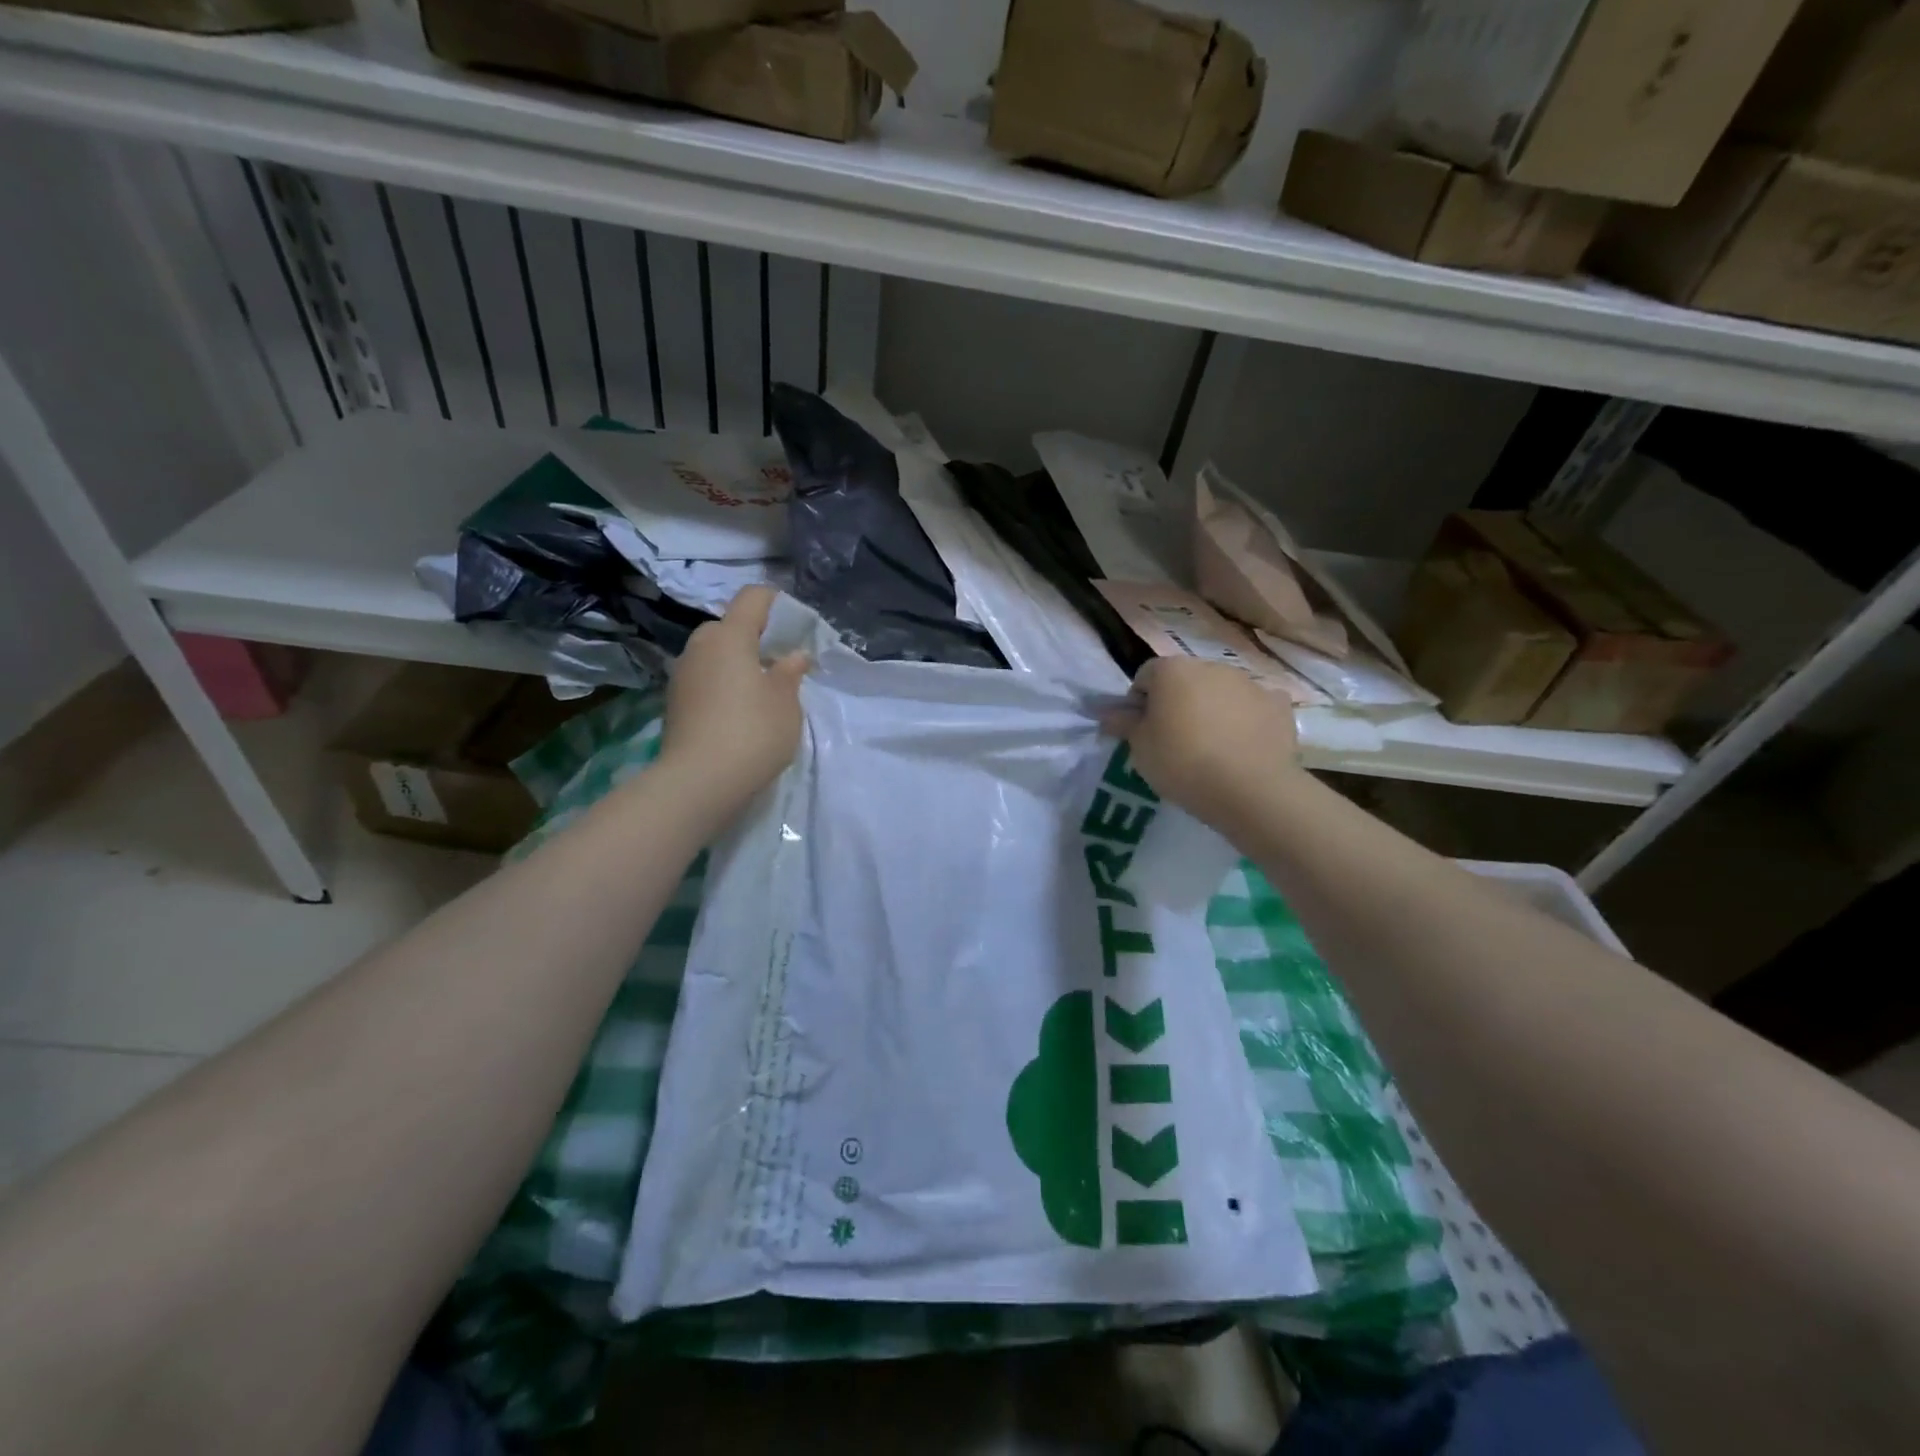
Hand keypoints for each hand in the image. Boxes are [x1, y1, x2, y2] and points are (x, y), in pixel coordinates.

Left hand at [658, 586, 809, 815]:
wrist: (699, 782)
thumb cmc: (753, 732)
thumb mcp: (787, 702)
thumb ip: (791, 672)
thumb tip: (794, 655)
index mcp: (729, 636)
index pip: (753, 598)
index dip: (776, 602)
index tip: (796, 623)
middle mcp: (700, 646)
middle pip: (729, 627)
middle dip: (754, 638)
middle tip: (779, 665)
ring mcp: (682, 675)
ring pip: (714, 655)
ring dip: (736, 664)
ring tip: (760, 692)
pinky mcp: (674, 702)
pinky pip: (704, 679)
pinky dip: (722, 686)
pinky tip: (738, 714)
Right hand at [1102, 659, 1299, 831]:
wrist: (1251, 789)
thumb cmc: (1182, 763)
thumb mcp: (1140, 748)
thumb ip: (1123, 724)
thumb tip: (1108, 712)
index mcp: (1172, 670)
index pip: (1146, 675)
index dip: (1139, 701)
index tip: (1141, 730)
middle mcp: (1211, 666)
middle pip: (1185, 680)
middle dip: (1177, 702)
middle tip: (1173, 740)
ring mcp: (1249, 683)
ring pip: (1220, 692)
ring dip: (1212, 709)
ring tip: (1211, 747)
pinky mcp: (1278, 705)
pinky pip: (1254, 707)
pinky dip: (1246, 719)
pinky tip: (1243, 746)